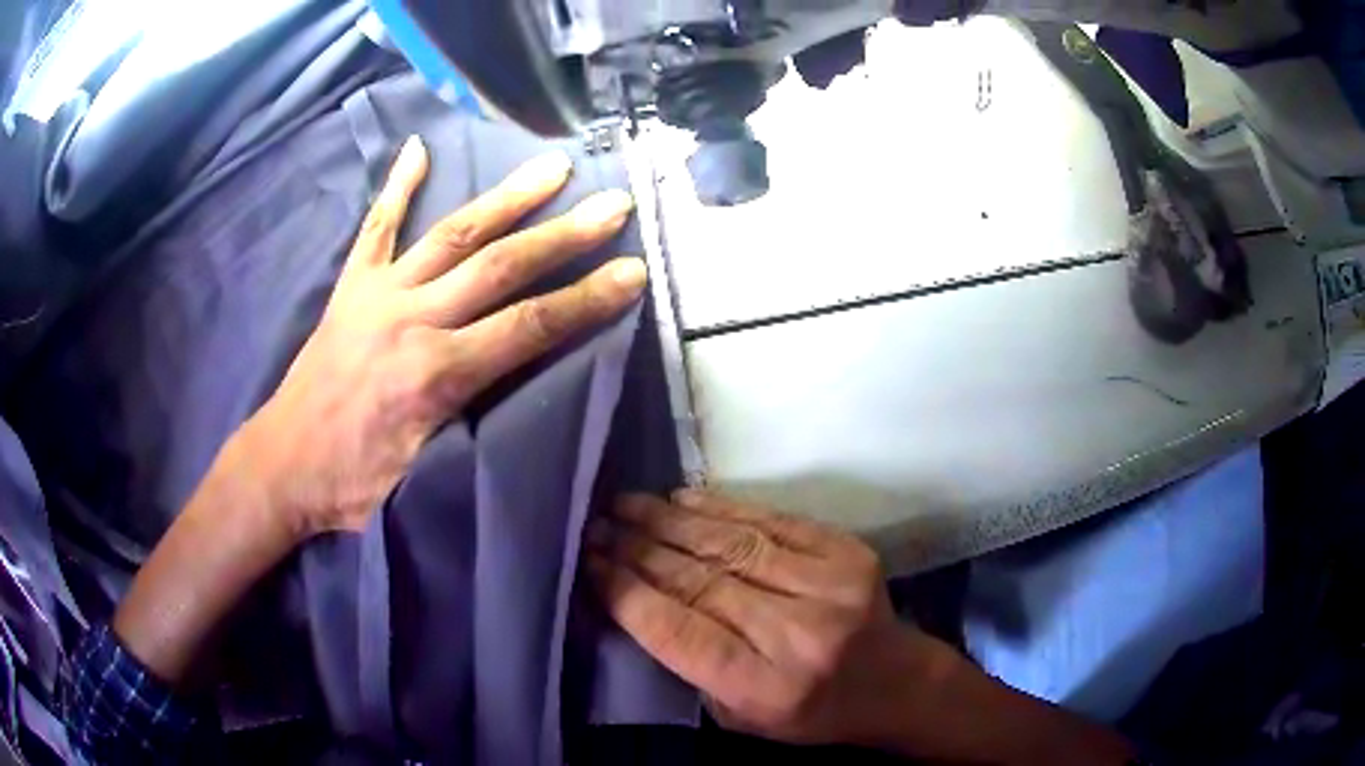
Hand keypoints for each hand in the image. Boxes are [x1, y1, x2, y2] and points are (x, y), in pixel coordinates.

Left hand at [243, 135, 645, 539]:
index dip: (587, 299)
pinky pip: (377, 226)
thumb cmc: (351, 487)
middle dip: (567, 234)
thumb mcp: (424, 478)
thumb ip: (476, 430)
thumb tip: (531, 401)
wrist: (280, 465)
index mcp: (434, 374)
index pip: (529, 327)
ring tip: (553, 166)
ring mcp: (378, 294)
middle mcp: (411, 319)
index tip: (634, 271)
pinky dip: (398, 186)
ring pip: (453, 233)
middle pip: (502, 266)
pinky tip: (417, 147)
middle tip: (615, 203)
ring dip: (508, 197)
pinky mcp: (351, 287)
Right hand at [589, 492, 1138, 764]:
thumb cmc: (810, 713)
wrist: (894, 682)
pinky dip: (718, 508)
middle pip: (700, 581)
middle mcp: (797, 633)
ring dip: (668, 521)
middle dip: (637, 550)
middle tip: (594, 525)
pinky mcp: (844, 550)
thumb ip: (690, 667)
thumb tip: (634, 602)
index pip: (679, 631)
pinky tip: (679, 500)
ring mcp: (827, 584)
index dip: (627, 593)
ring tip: (624, 505)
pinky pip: (769, 520)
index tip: (588, 563)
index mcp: (766, 688)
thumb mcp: (740, 718)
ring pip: (728, 543)